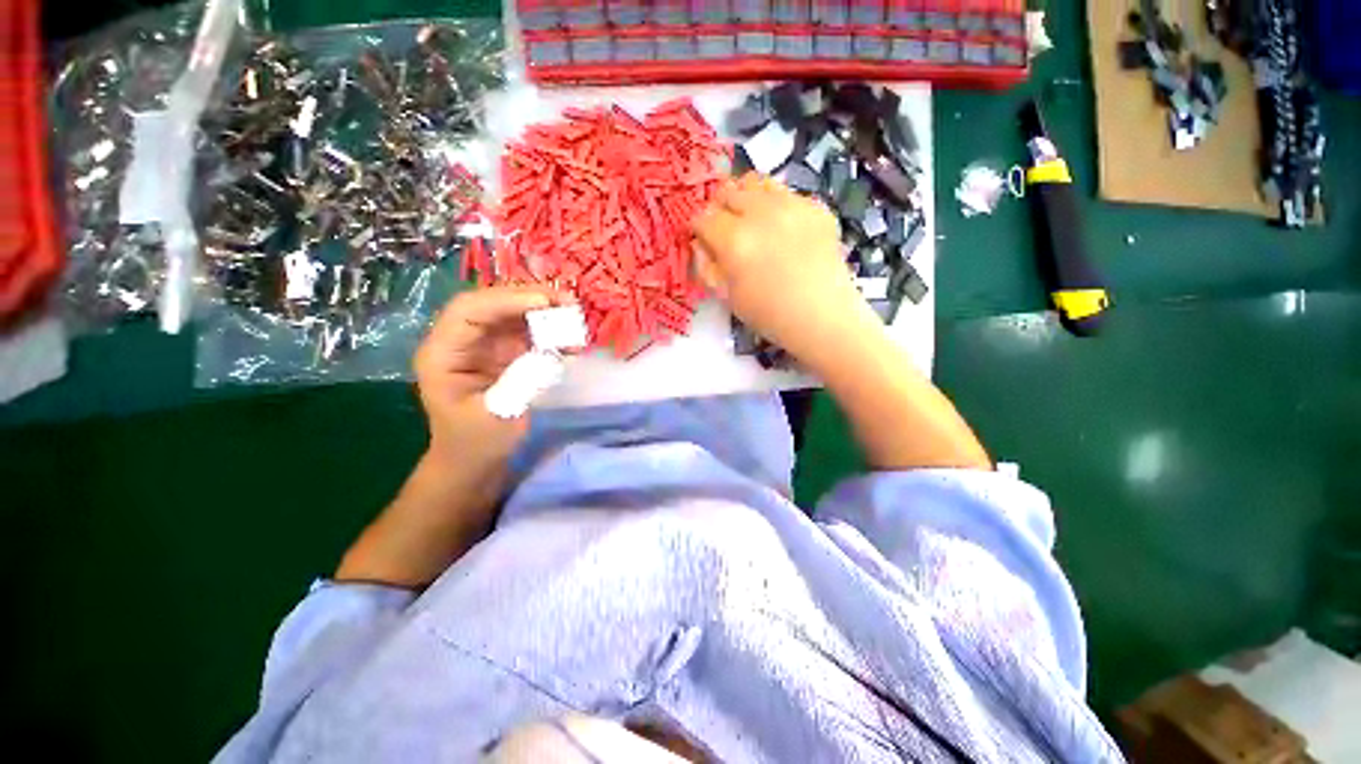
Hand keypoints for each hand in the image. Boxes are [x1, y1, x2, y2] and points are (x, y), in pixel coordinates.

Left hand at [414, 285, 571, 465]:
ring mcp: (485, 345)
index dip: (506, 300)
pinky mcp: (506, 353)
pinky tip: (570, 341)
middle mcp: (462, 340)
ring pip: (514, 314)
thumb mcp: (497, 416)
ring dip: (545, 312)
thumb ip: (521, 380)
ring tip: (575, 317)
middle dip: (530, 299)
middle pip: (493, 304)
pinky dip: (551, 332)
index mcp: (443, 353)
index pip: (469, 310)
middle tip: (569, 303)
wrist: (475, 461)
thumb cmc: (476, 443)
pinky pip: (528, 332)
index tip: (545, 303)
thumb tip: (550, 349)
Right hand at [692, 174, 879, 369]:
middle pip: (727, 191)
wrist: (822, 317)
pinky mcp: (815, 206)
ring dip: (746, 198)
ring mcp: (792, 205)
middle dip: (719, 208)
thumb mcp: (726, 297)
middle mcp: (761, 213)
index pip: (703, 217)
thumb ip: (705, 266)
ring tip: (751, 220)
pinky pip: (786, 193)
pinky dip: (775, 205)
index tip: (704, 239)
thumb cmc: (769, 314)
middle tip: (726, 229)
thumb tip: (699, 243)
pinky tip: (781, 229)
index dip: (699, 228)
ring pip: (756, 182)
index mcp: (734, 240)